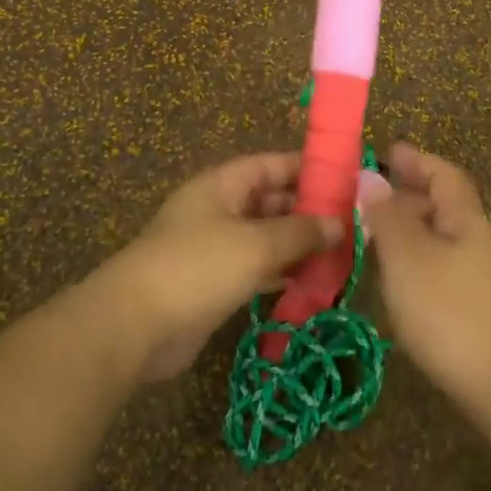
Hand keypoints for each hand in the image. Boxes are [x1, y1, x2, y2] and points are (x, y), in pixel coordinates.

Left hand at [86, 153, 340, 381]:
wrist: (136, 325)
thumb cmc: (197, 267)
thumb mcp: (255, 243)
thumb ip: (300, 231)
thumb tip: (339, 222)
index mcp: (222, 185)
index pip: (271, 165)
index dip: (307, 168)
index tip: (346, 178)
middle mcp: (219, 210)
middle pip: (271, 202)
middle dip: (309, 212)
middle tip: (355, 224)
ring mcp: (216, 248)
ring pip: (267, 238)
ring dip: (300, 246)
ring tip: (344, 255)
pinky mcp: (215, 283)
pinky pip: (258, 270)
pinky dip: (284, 274)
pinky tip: (316, 285)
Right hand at [363, 143, 490, 412]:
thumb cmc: (452, 312)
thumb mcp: (408, 257)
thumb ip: (386, 216)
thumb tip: (370, 177)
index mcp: (466, 219)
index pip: (443, 175)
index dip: (416, 160)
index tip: (387, 151)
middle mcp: (478, 242)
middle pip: (444, 206)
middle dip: (408, 195)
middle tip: (368, 196)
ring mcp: (483, 279)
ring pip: (441, 239)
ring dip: (409, 230)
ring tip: (372, 236)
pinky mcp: (479, 312)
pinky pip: (441, 268)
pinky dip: (415, 261)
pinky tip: (396, 280)